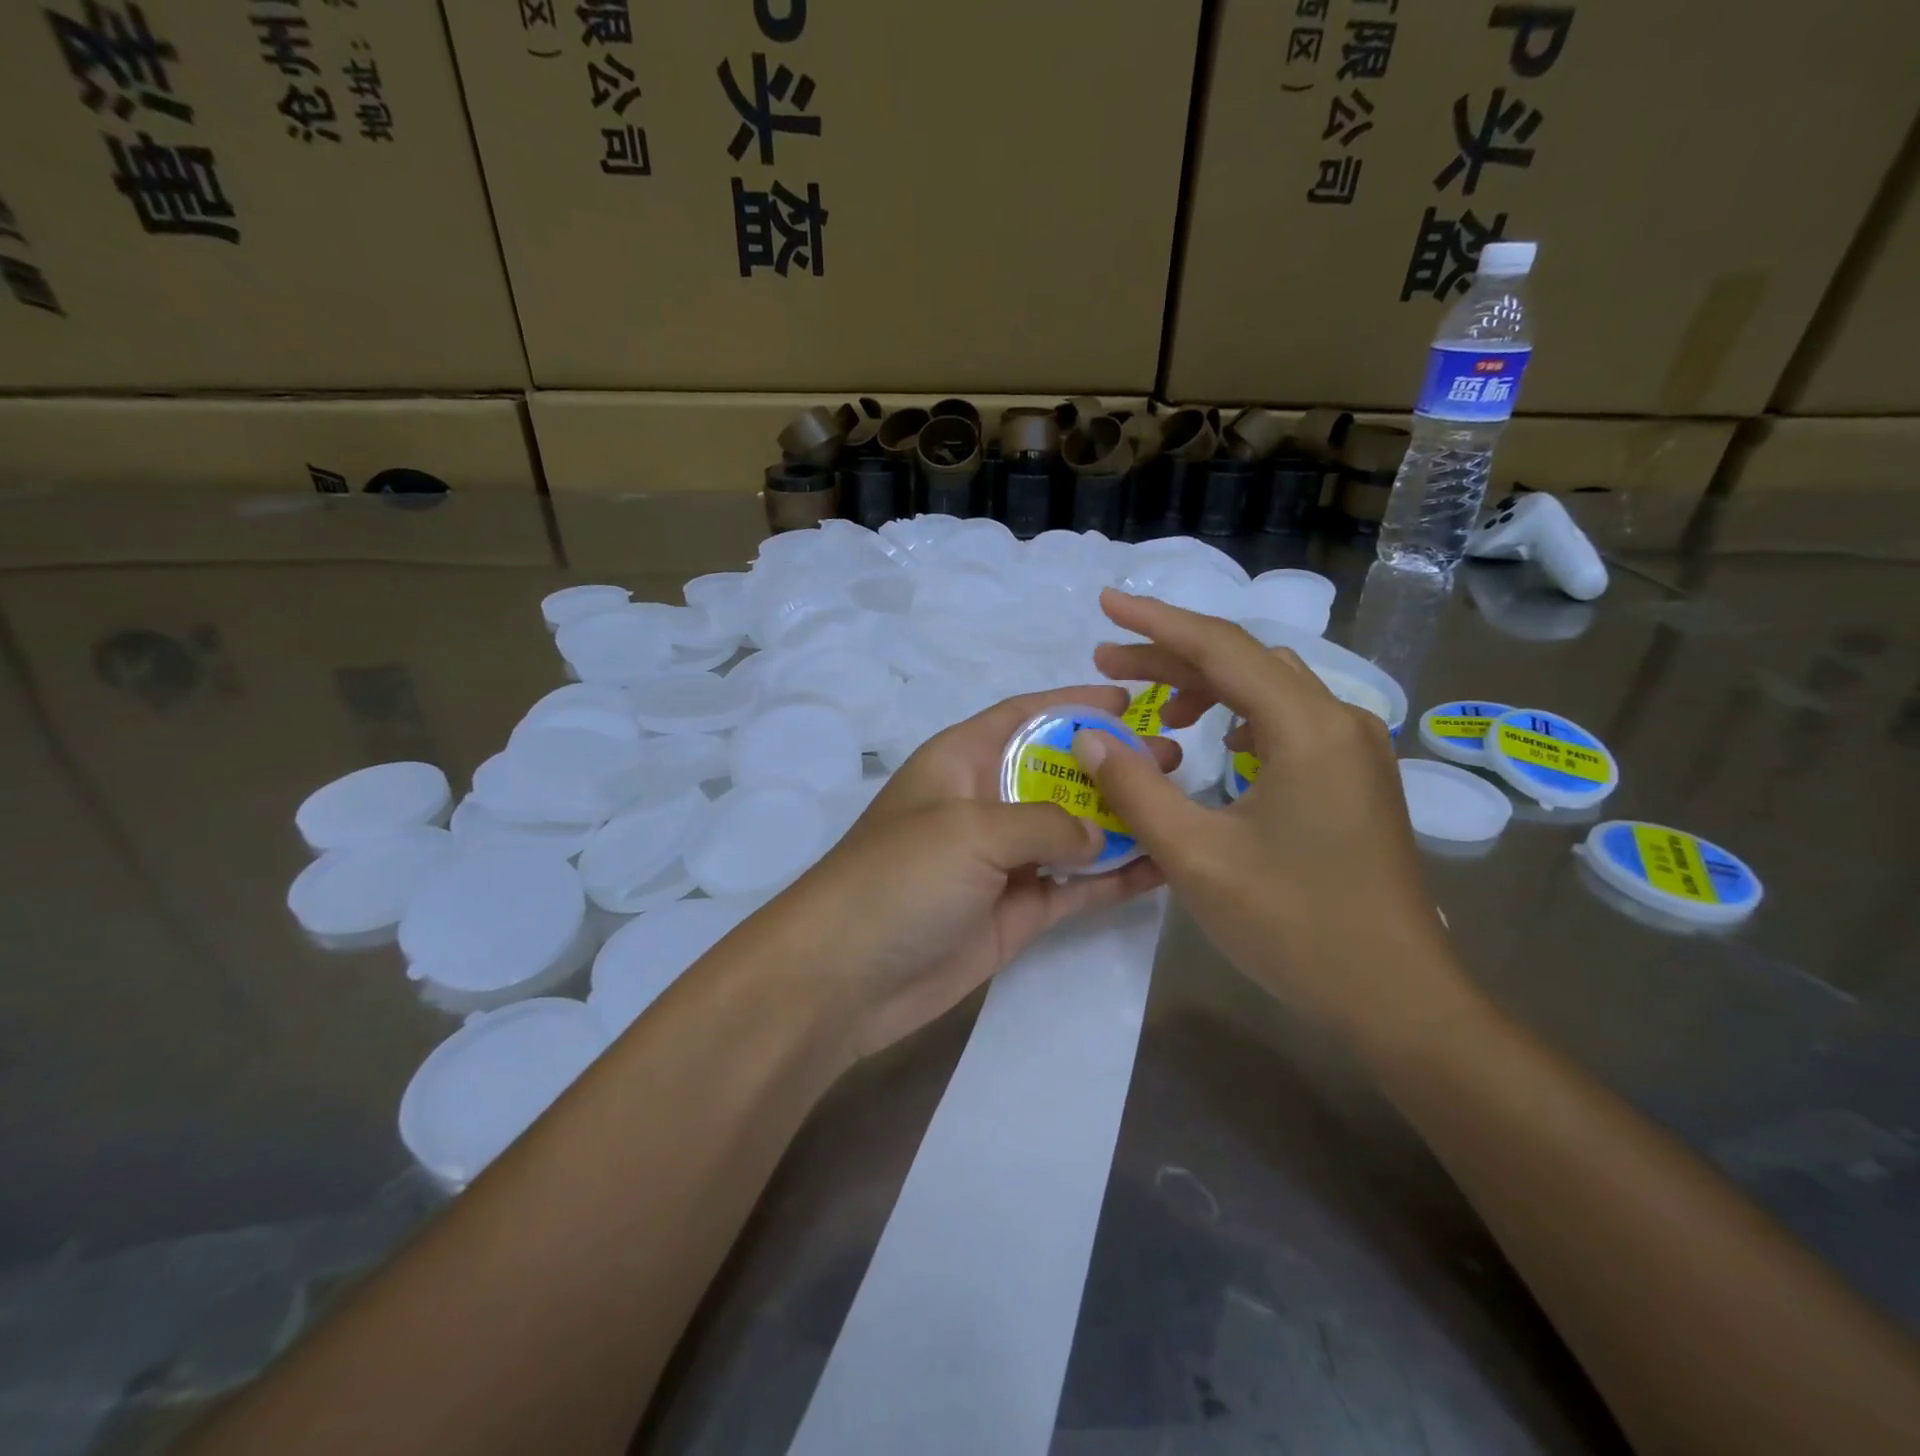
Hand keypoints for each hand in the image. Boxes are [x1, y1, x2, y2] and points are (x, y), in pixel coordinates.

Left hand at [776, 685, 1172, 1063]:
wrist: (844, 978)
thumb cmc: (900, 878)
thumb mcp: (970, 830)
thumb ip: (1044, 822)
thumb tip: (1095, 834)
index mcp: (961, 760)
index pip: (1024, 715)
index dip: (1073, 703)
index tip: (1129, 701)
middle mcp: (984, 802)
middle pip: (1057, 772)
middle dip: (1110, 765)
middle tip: (1172, 760)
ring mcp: (1002, 861)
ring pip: (1072, 831)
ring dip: (1121, 820)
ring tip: (1179, 806)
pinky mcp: (1015, 912)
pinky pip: (1075, 888)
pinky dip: (1114, 878)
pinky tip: (1163, 867)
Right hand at [1072, 590, 1467, 1047]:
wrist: (1397, 998)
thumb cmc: (1294, 925)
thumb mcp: (1195, 856)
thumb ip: (1135, 788)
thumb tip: (1089, 735)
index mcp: (1306, 727)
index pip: (1220, 646)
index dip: (1156, 620)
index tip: (1106, 602)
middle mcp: (1339, 721)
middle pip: (1244, 662)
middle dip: (1171, 655)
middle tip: (1108, 662)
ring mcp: (1354, 749)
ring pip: (1268, 690)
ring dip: (1207, 686)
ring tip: (1155, 710)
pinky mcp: (1355, 778)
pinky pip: (1288, 722)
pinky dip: (1239, 717)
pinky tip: (1215, 746)